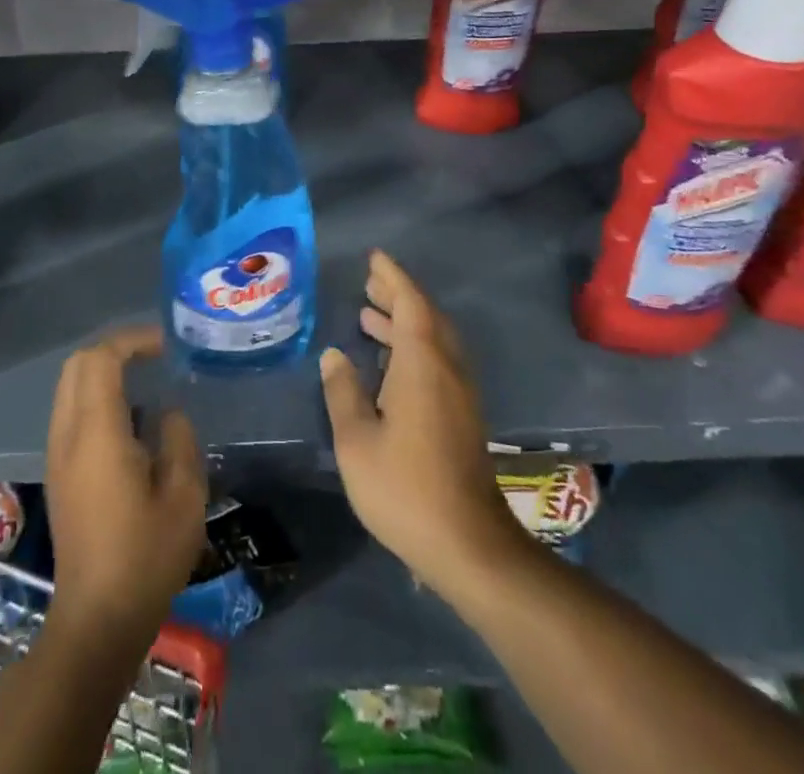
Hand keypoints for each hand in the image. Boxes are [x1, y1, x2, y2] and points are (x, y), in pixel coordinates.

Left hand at [44, 325, 206, 642]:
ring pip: (70, 386)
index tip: (166, 346)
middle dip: (114, 348)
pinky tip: (130, 419)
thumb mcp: (184, 495)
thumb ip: (178, 439)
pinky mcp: (58, 472)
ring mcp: (57, 454)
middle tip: (154, 356)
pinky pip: (71, 410)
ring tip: (145, 380)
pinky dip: (96, 396)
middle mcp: (68, 434)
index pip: (100, 359)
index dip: (132, 341)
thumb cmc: (146, 557)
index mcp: (97, 433)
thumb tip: (167, 413)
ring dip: (103, 371)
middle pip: (77, 364)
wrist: (97, 619)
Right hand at [321, 251, 530, 596]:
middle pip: (426, 316)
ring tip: (372, 316)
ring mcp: (460, 393)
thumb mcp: (357, 441)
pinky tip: (392, 362)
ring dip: (406, 321)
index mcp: (422, 365)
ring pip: (434, 340)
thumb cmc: (404, 488)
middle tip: (370, 282)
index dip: (393, 278)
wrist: (468, 544)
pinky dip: (415, 345)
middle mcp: (447, 368)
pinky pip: (439, 360)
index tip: (374, 259)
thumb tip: (335, 356)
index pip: (410, 304)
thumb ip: (343, 392)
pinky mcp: (463, 415)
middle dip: (399, 295)